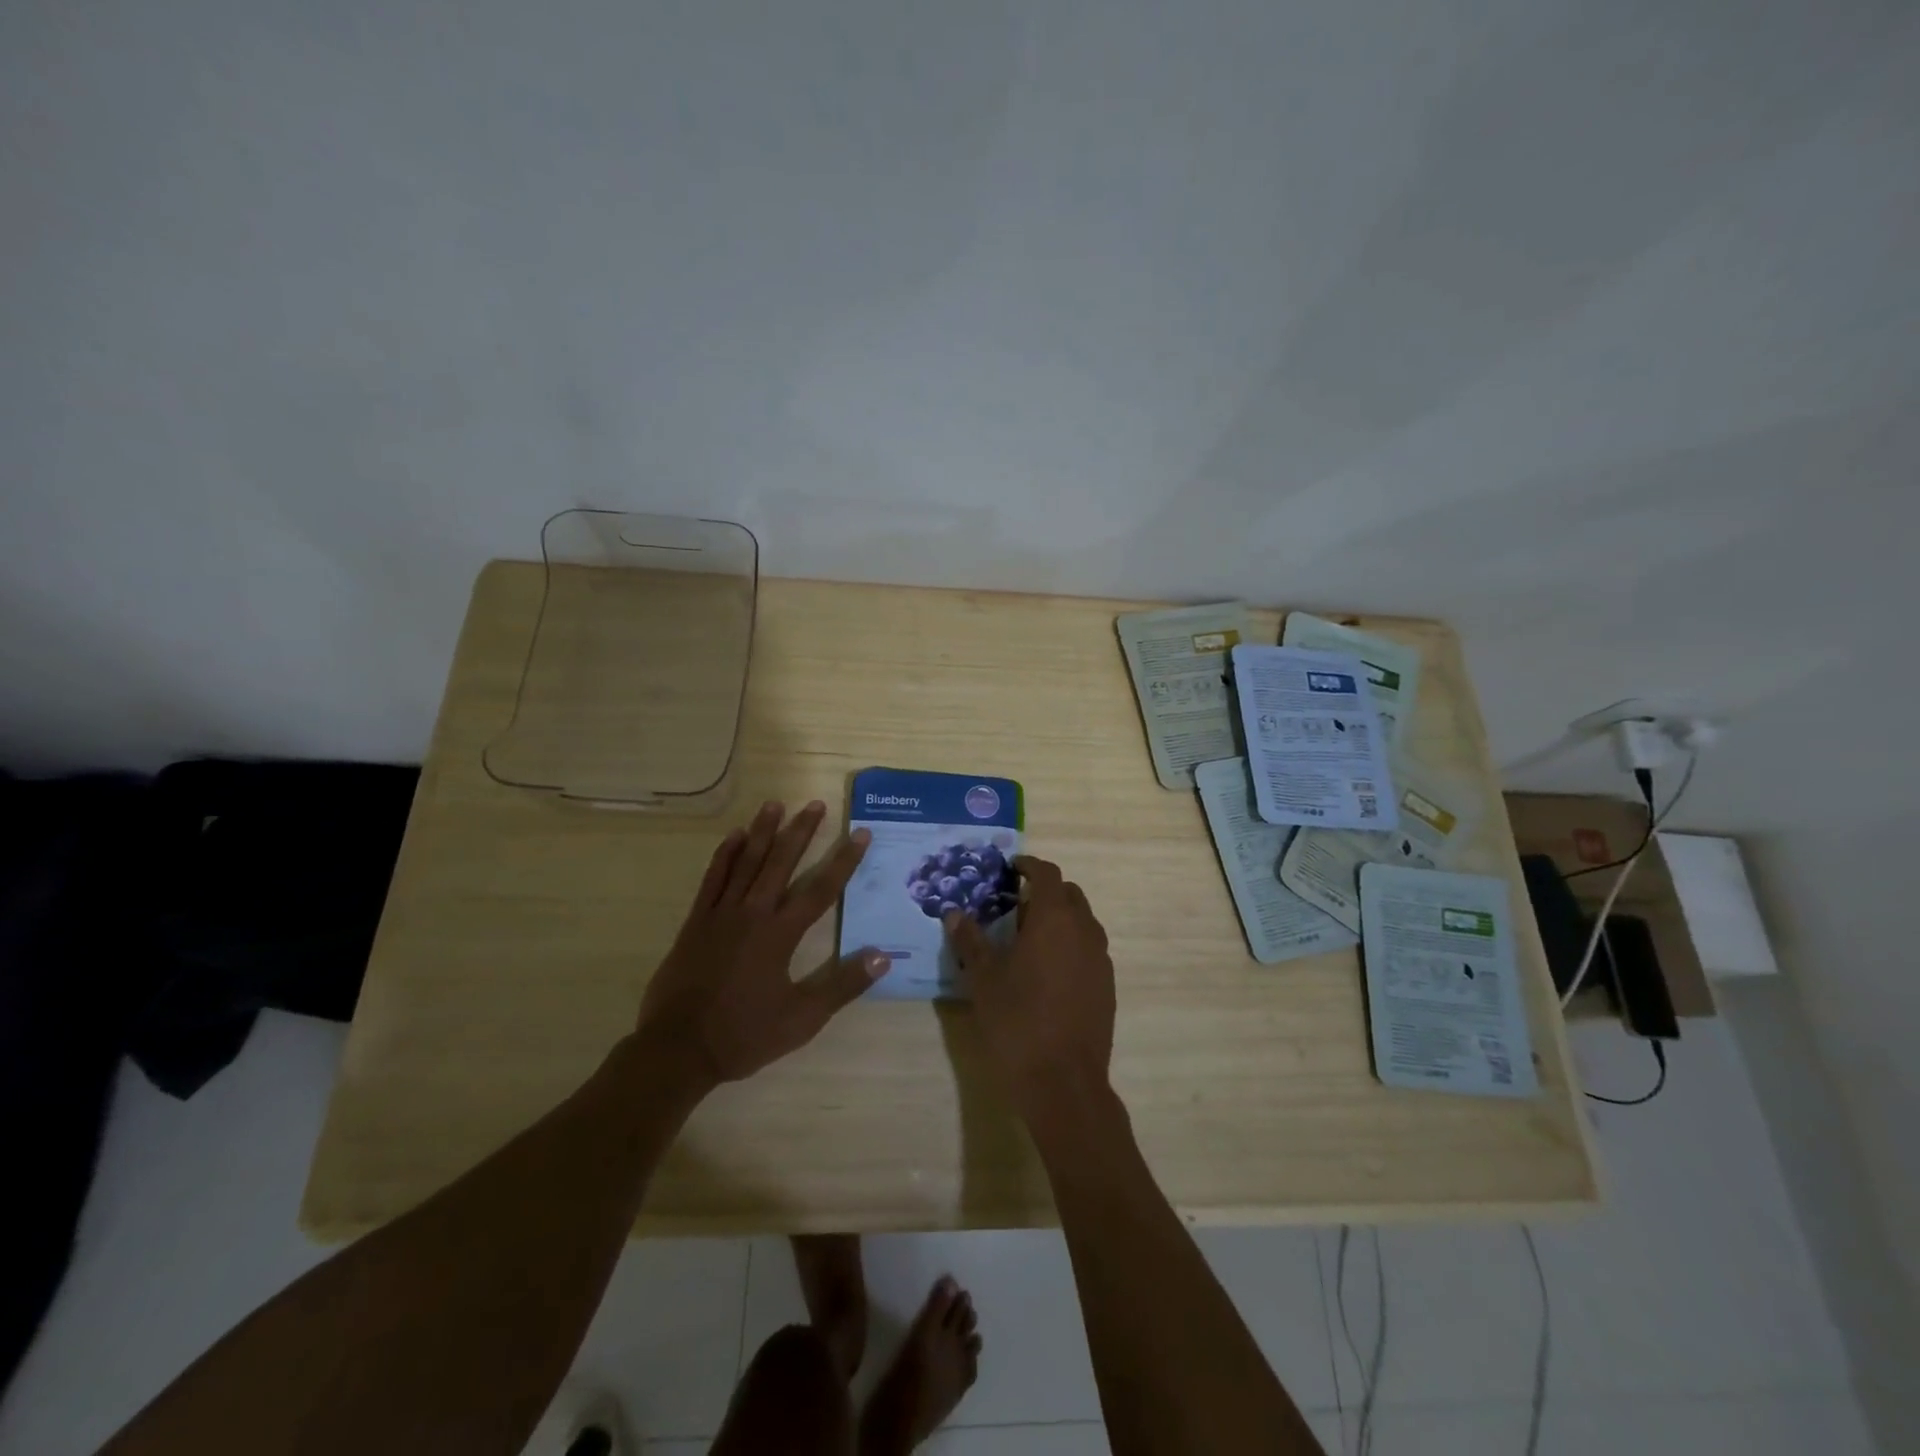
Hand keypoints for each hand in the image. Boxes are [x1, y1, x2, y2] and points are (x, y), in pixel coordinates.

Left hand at [638, 800, 889, 1085]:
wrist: (679, 1049)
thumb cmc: (744, 1034)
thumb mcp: (803, 1018)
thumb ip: (843, 985)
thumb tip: (883, 956)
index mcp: (781, 934)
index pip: (821, 889)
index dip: (843, 860)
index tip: (860, 833)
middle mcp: (753, 913)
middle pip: (781, 863)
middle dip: (801, 832)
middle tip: (815, 804)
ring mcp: (721, 914)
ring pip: (746, 863)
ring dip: (763, 832)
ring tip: (775, 804)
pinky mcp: (696, 922)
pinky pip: (712, 880)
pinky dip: (724, 856)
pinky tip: (734, 837)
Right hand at [944, 856, 1114, 1115]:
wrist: (1064, 1081)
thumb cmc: (1017, 1021)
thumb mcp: (984, 978)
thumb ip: (970, 940)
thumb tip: (954, 913)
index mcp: (1054, 918)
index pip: (1047, 873)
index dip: (1029, 865)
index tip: (1011, 867)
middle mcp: (1084, 930)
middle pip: (1068, 894)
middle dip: (1044, 891)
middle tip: (1014, 905)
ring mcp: (1100, 958)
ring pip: (1082, 921)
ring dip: (1059, 918)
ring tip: (1028, 938)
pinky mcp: (1107, 984)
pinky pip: (1089, 948)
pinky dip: (1070, 943)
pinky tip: (1047, 971)